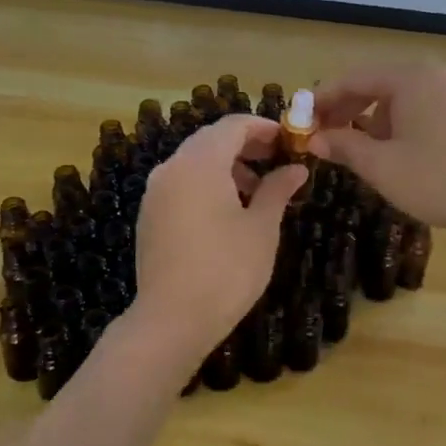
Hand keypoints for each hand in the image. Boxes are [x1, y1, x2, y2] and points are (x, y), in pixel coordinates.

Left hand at [134, 115, 307, 361]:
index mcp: (200, 162)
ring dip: (226, 166)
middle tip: (278, 162)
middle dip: (246, 145)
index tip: (289, 141)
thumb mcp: (261, 228)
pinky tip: (227, 213)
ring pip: (194, 162)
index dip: (264, 127)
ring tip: (257, 193)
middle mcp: (172, 167)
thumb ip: (278, 189)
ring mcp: (155, 192)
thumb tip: (296, 169)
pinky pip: (180, 183)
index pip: (233, 125)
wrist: (171, 319)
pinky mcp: (149, 215)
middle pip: (211, 140)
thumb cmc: (227, 270)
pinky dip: (206, 184)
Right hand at [308, 66, 445, 247]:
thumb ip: (343, 146)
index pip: (353, 78)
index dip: (322, 99)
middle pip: (376, 85)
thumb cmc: (438, 180)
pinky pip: (418, 109)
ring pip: (397, 99)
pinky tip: (387, 151)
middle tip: (320, 135)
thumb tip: (314, 139)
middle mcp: (433, 76)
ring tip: (351, 148)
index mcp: (411, 79)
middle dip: (345, 109)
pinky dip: (395, 125)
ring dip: (369, 120)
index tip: (299, 120)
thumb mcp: (381, 166)